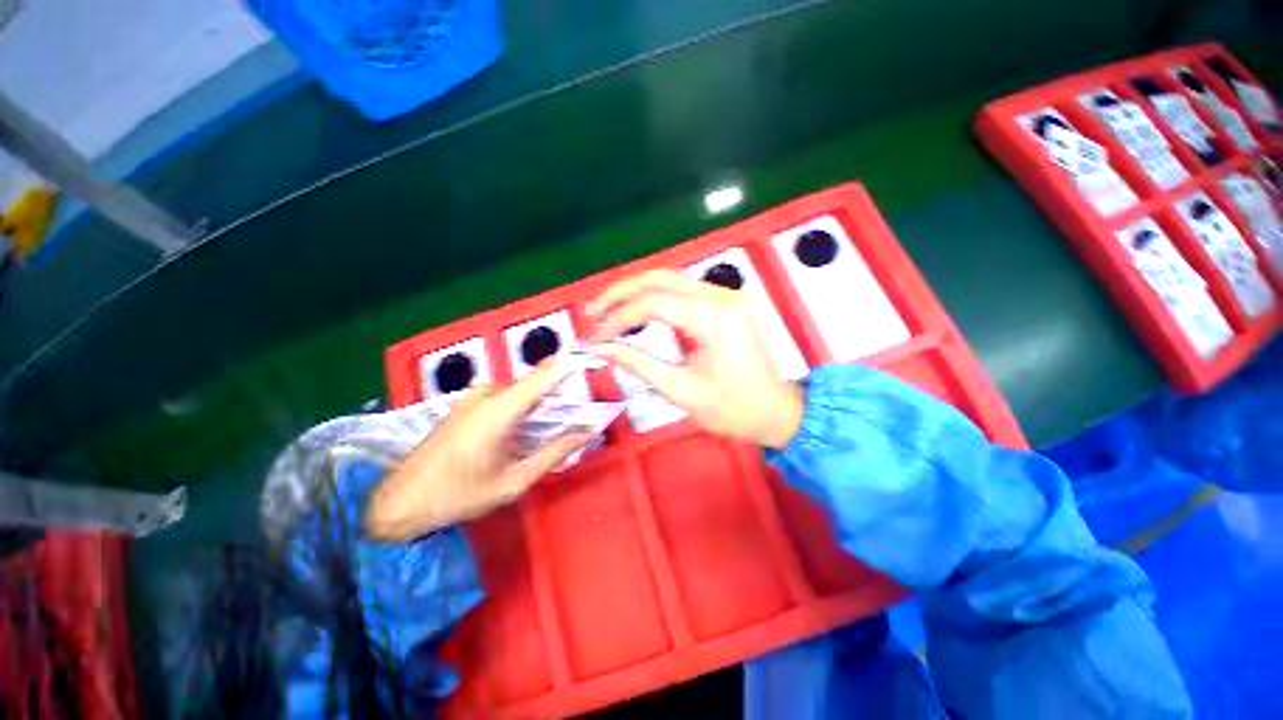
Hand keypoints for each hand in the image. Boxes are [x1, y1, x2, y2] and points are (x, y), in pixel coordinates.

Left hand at [365, 360, 593, 542]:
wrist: (400, 501)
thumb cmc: (458, 495)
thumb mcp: (514, 481)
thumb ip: (555, 453)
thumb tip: (588, 433)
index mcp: (499, 410)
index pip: (545, 375)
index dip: (572, 367)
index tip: (596, 365)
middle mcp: (488, 393)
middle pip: (536, 384)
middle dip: (560, 396)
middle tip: (579, 417)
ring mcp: (475, 395)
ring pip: (522, 392)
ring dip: (542, 406)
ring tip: (554, 429)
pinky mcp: (468, 402)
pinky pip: (507, 397)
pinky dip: (524, 409)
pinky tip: (525, 432)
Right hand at [587, 270, 803, 448]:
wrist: (778, 412)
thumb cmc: (733, 410)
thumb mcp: (681, 390)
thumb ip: (638, 363)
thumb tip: (599, 348)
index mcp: (715, 319)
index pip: (654, 302)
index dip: (618, 317)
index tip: (596, 337)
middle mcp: (723, 296)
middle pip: (660, 278)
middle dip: (621, 293)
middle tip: (593, 312)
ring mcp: (728, 296)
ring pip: (671, 279)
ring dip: (637, 292)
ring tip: (608, 311)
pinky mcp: (727, 302)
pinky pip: (684, 291)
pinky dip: (656, 298)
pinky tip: (638, 312)